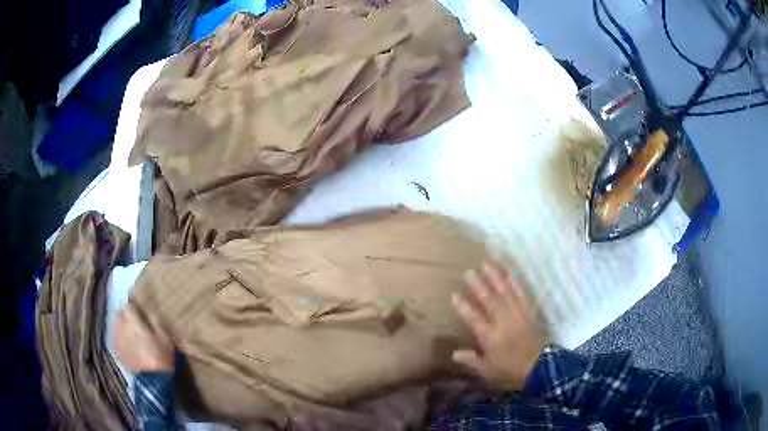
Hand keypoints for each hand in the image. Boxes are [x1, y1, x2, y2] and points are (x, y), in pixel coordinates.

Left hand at [115, 307, 174, 372]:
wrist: (154, 380)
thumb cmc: (162, 357)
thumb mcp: (164, 338)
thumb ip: (154, 322)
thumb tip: (148, 311)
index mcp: (134, 322)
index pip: (128, 304)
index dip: (131, 302)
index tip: (135, 303)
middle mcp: (123, 327)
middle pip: (120, 313)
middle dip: (125, 312)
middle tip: (132, 316)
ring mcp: (118, 338)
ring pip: (116, 324)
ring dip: (121, 323)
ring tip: (128, 328)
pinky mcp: (117, 349)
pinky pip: (116, 336)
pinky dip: (120, 335)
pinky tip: (126, 340)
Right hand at [451, 260, 546, 390]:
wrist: (539, 367)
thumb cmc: (510, 370)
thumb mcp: (487, 370)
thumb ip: (471, 360)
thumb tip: (453, 354)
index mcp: (490, 336)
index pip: (473, 318)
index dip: (463, 306)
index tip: (454, 294)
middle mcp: (503, 321)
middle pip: (489, 300)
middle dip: (478, 285)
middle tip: (469, 271)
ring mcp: (517, 314)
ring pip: (505, 292)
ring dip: (495, 277)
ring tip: (487, 262)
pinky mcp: (528, 311)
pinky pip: (522, 293)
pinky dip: (516, 281)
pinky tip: (510, 271)